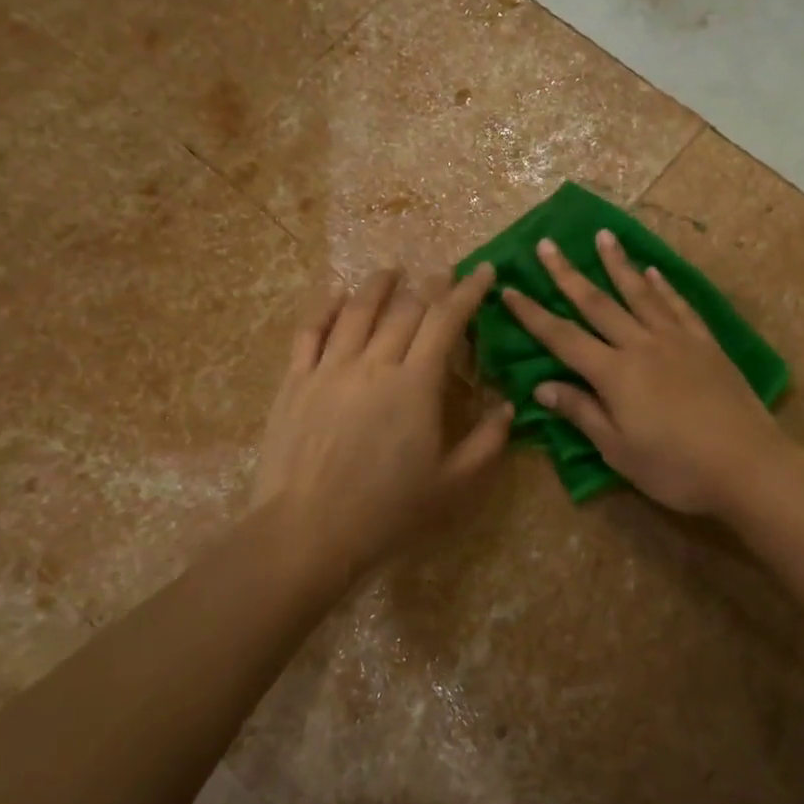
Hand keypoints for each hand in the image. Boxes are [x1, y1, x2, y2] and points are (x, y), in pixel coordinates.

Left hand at [250, 266, 511, 586]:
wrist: (307, 532)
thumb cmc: (388, 511)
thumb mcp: (454, 484)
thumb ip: (487, 442)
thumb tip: (507, 407)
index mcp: (415, 384)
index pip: (446, 321)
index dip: (468, 291)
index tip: (484, 270)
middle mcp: (373, 363)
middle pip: (405, 309)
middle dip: (431, 286)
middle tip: (445, 272)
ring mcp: (329, 369)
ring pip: (357, 311)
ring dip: (379, 285)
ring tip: (393, 270)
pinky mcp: (295, 382)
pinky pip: (311, 332)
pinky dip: (326, 307)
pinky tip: (337, 294)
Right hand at [500, 232, 800, 518]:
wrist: (748, 464)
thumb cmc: (676, 468)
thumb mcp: (619, 450)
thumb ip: (582, 413)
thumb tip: (542, 386)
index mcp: (614, 373)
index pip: (562, 337)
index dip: (532, 314)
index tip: (509, 289)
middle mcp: (641, 345)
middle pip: (597, 303)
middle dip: (567, 274)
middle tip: (547, 244)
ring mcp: (677, 340)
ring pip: (639, 293)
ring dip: (618, 264)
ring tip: (603, 236)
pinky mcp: (706, 344)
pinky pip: (679, 306)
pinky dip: (663, 286)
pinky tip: (654, 272)